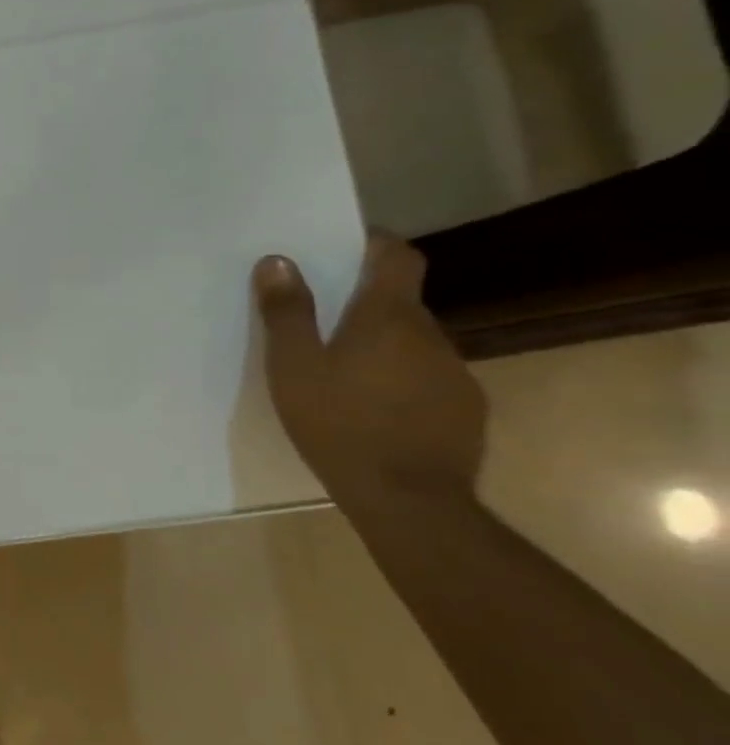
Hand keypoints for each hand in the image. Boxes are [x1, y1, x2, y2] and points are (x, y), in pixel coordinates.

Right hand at [254, 234, 486, 510]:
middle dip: (365, 304)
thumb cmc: (339, 423)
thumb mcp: (294, 367)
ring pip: (414, 343)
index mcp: (388, 317)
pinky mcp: (466, 409)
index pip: (398, 257)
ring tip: (343, 374)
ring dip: (383, 346)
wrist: (409, 500)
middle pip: (401, 302)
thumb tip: (278, 260)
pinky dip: (401, 381)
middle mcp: (432, 335)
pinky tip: (374, 410)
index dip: (375, 244)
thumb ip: (287, 312)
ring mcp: (455, 373)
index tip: (346, 245)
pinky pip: (428, 378)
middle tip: (322, 324)